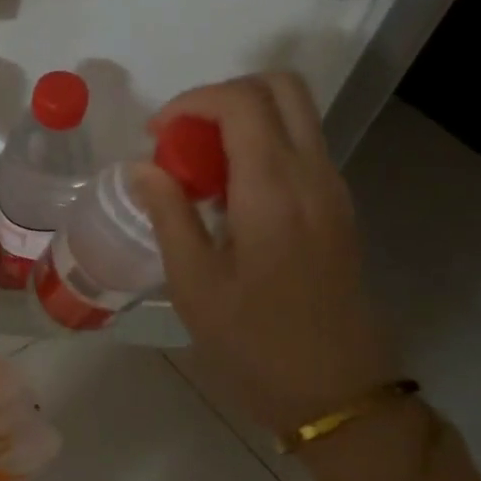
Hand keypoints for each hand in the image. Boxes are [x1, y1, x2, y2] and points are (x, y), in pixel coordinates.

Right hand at [134, 73, 397, 440]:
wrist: (336, 392)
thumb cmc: (254, 344)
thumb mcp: (195, 285)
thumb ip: (169, 215)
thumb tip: (143, 168)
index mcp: (273, 190)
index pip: (240, 102)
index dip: (190, 102)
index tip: (154, 136)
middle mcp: (312, 175)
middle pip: (280, 87)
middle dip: (222, 96)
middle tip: (180, 136)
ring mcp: (332, 190)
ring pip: (295, 114)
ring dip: (243, 119)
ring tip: (197, 167)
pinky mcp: (337, 209)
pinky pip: (301, 148)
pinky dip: (261, 145)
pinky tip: (228, 195)